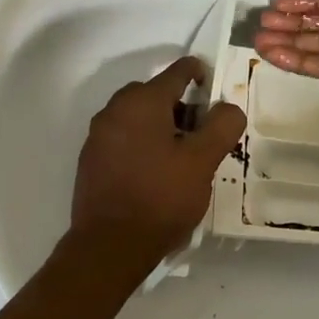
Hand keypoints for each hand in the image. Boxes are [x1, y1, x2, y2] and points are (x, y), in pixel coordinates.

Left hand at [69, 56, 246, 263]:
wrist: (109, 247)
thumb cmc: (161, 197)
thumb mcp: (203, 161)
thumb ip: (222, 126)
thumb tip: (228, 108)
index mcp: (142, 101)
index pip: (178, 71)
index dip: (202, 75)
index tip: (217, 94)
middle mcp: (114, 110)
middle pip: (156, 93)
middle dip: (182, 107)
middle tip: (203, 135)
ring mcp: (98, 136)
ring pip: (138, 117)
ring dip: (162, 127)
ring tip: (182, 158)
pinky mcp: (90, 160)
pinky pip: (123, 138)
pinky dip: (142, 144)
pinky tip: (156, 173)